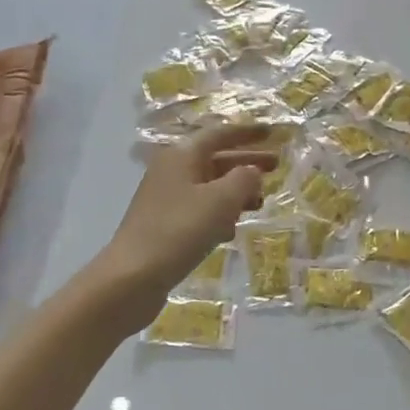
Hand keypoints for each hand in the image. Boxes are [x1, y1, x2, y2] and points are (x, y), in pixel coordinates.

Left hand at [93, 125, 275, 318]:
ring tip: (260, 202)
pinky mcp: (165, 225)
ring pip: (209, 186)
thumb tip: (252, 171)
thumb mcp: (221, 201)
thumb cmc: (179, 230)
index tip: (272, 133)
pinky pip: (200, 210)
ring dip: (236, 191)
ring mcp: (166, 199)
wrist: (132, 277)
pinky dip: (219, 213)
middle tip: (277, 166)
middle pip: (216, 159)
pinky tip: (232, 229)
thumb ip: (244, 179)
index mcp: (182, 155)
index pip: (220, 134)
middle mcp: (172, 171)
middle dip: (246, 162)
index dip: (247, 133)